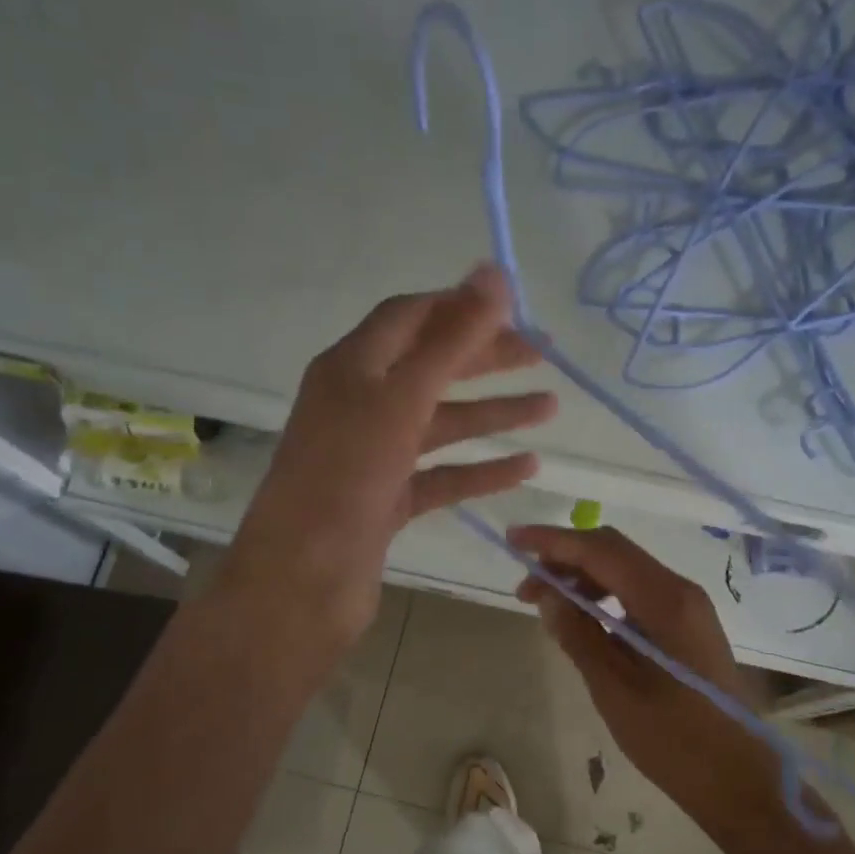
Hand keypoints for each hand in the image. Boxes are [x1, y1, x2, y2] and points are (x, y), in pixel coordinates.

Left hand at [219, 267, 556, 659]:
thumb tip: (493, 272)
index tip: (514, 308)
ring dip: (493, 414)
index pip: (408, 317)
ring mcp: (373, 457)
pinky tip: (526, 467)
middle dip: (486, 359)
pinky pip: (441, 476)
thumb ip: (450, 340)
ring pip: (441, 425)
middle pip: (430, 368)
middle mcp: (359, 405)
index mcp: (351, 367)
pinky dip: (481, 470)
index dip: (459, 306)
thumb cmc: (346, 478)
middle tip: (543, 355)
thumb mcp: (401, 399)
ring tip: (550, 408)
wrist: (303, 581)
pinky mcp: (386, 501)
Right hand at [509, 525, 783, 835]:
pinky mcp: (688, 625)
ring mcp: (688, 607)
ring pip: (626, 570)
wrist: (738, 779)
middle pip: (614, 551)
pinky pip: (639, 593)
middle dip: (565, 558)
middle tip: (526, 588)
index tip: (513, 540)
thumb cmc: (674, 740)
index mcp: (665, 600)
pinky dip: (605, 596)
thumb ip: (578, 634)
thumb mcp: (614, 689)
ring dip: (583, 578)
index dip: (553, 541)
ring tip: (549, 607)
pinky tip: (584, 622)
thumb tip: (548, 595)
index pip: (600, 549)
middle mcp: (680, 590)